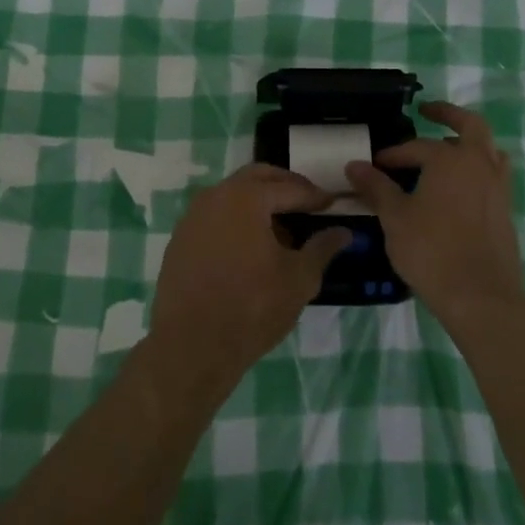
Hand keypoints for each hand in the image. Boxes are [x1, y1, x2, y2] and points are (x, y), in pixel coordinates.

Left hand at [147, 164, 351, 393]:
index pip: (290, 188)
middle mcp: (217, 195)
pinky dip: (237, 220)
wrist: (191, 347)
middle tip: (308, 203)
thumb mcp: (299, 279)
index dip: (315, 196)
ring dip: (260, 202)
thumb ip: (322, 248)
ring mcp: (194, 216)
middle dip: (285, 186)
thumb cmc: (252, 308)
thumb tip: (343, 232)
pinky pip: (216, 216)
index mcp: (247, 197)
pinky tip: (251, 248)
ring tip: (282, 230)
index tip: (333, 203)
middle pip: (258, 177)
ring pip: (234, 194)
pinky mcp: (181, 238)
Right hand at [346, 101, 524, 329]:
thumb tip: (354, 165)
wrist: (482, 298)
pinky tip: (459, 188)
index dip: (393, 154)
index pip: (416, 147)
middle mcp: (479, 164)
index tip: (374, 165)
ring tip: (448, 149)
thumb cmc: (432, 251)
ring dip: (469, 142)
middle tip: (429, 111)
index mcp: (451, 159)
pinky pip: (493, 175)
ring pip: (488, 150)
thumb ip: (376, 187)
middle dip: (448, 114)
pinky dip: (477, 169)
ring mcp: (498, 187)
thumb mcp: (395, 217)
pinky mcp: (506, 211)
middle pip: (471, 126)